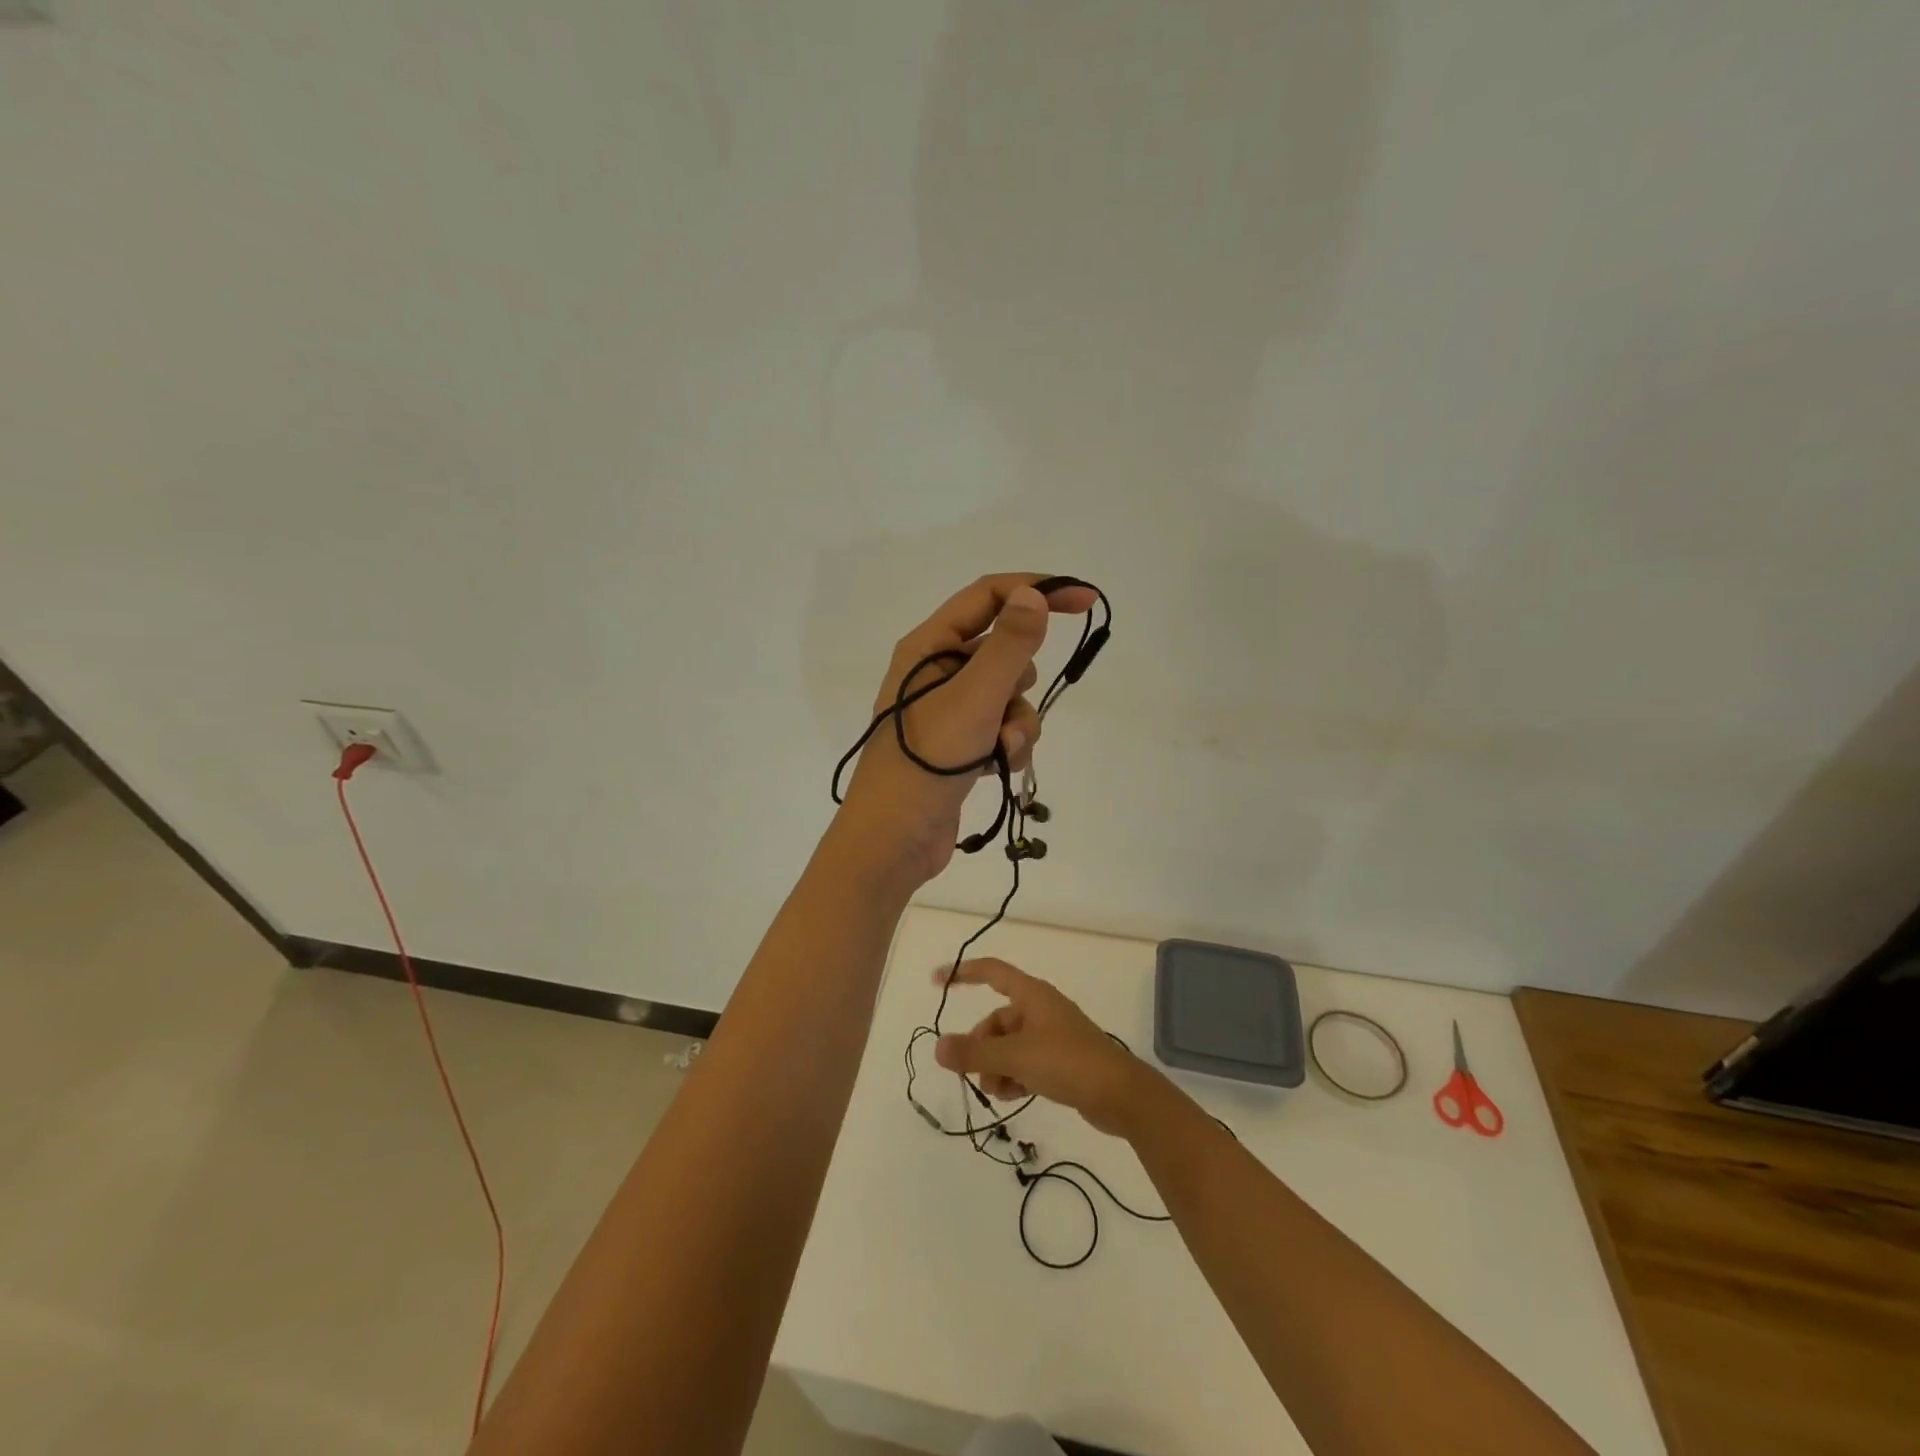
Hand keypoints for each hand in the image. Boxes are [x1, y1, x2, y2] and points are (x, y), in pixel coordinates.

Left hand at [836, 574, 1096, 884]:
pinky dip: (1009, 746)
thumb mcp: (974, 697)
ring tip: (1002, 749)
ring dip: (1018, 722)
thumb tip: (1033, 594)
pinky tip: (1000, 769)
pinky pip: (1001, 728)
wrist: (895, 838)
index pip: (988, 595)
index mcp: (927, 646)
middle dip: (1021, 679)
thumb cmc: (928, 760)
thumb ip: (1008, 645)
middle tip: (1007, 705)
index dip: (1037, 590)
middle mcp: (934, 671)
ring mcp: (947, 711)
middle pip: (1002, 649)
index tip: (1084, 602)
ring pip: (1008, 694)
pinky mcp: (959, 745)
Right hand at [932, 958, 1148, 1136]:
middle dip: (981, 1046)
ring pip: (1010, 1044)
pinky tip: (1011, 1096)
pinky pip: (1025, 1061)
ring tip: (997, 1092)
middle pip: (997, 1020)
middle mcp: (1041, 1009)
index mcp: (1032, 995)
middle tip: (973, 1074)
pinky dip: (1014, 1075)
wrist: (1120, 1094)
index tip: (936, 981)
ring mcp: (1053, 1035)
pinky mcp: (1062, 1059)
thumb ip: (974, 1053)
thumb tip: (938, 1047)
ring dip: (996, 1066)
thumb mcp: (1015, 1057)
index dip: (963, 973)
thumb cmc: (1067, 1062)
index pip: (991, 972)